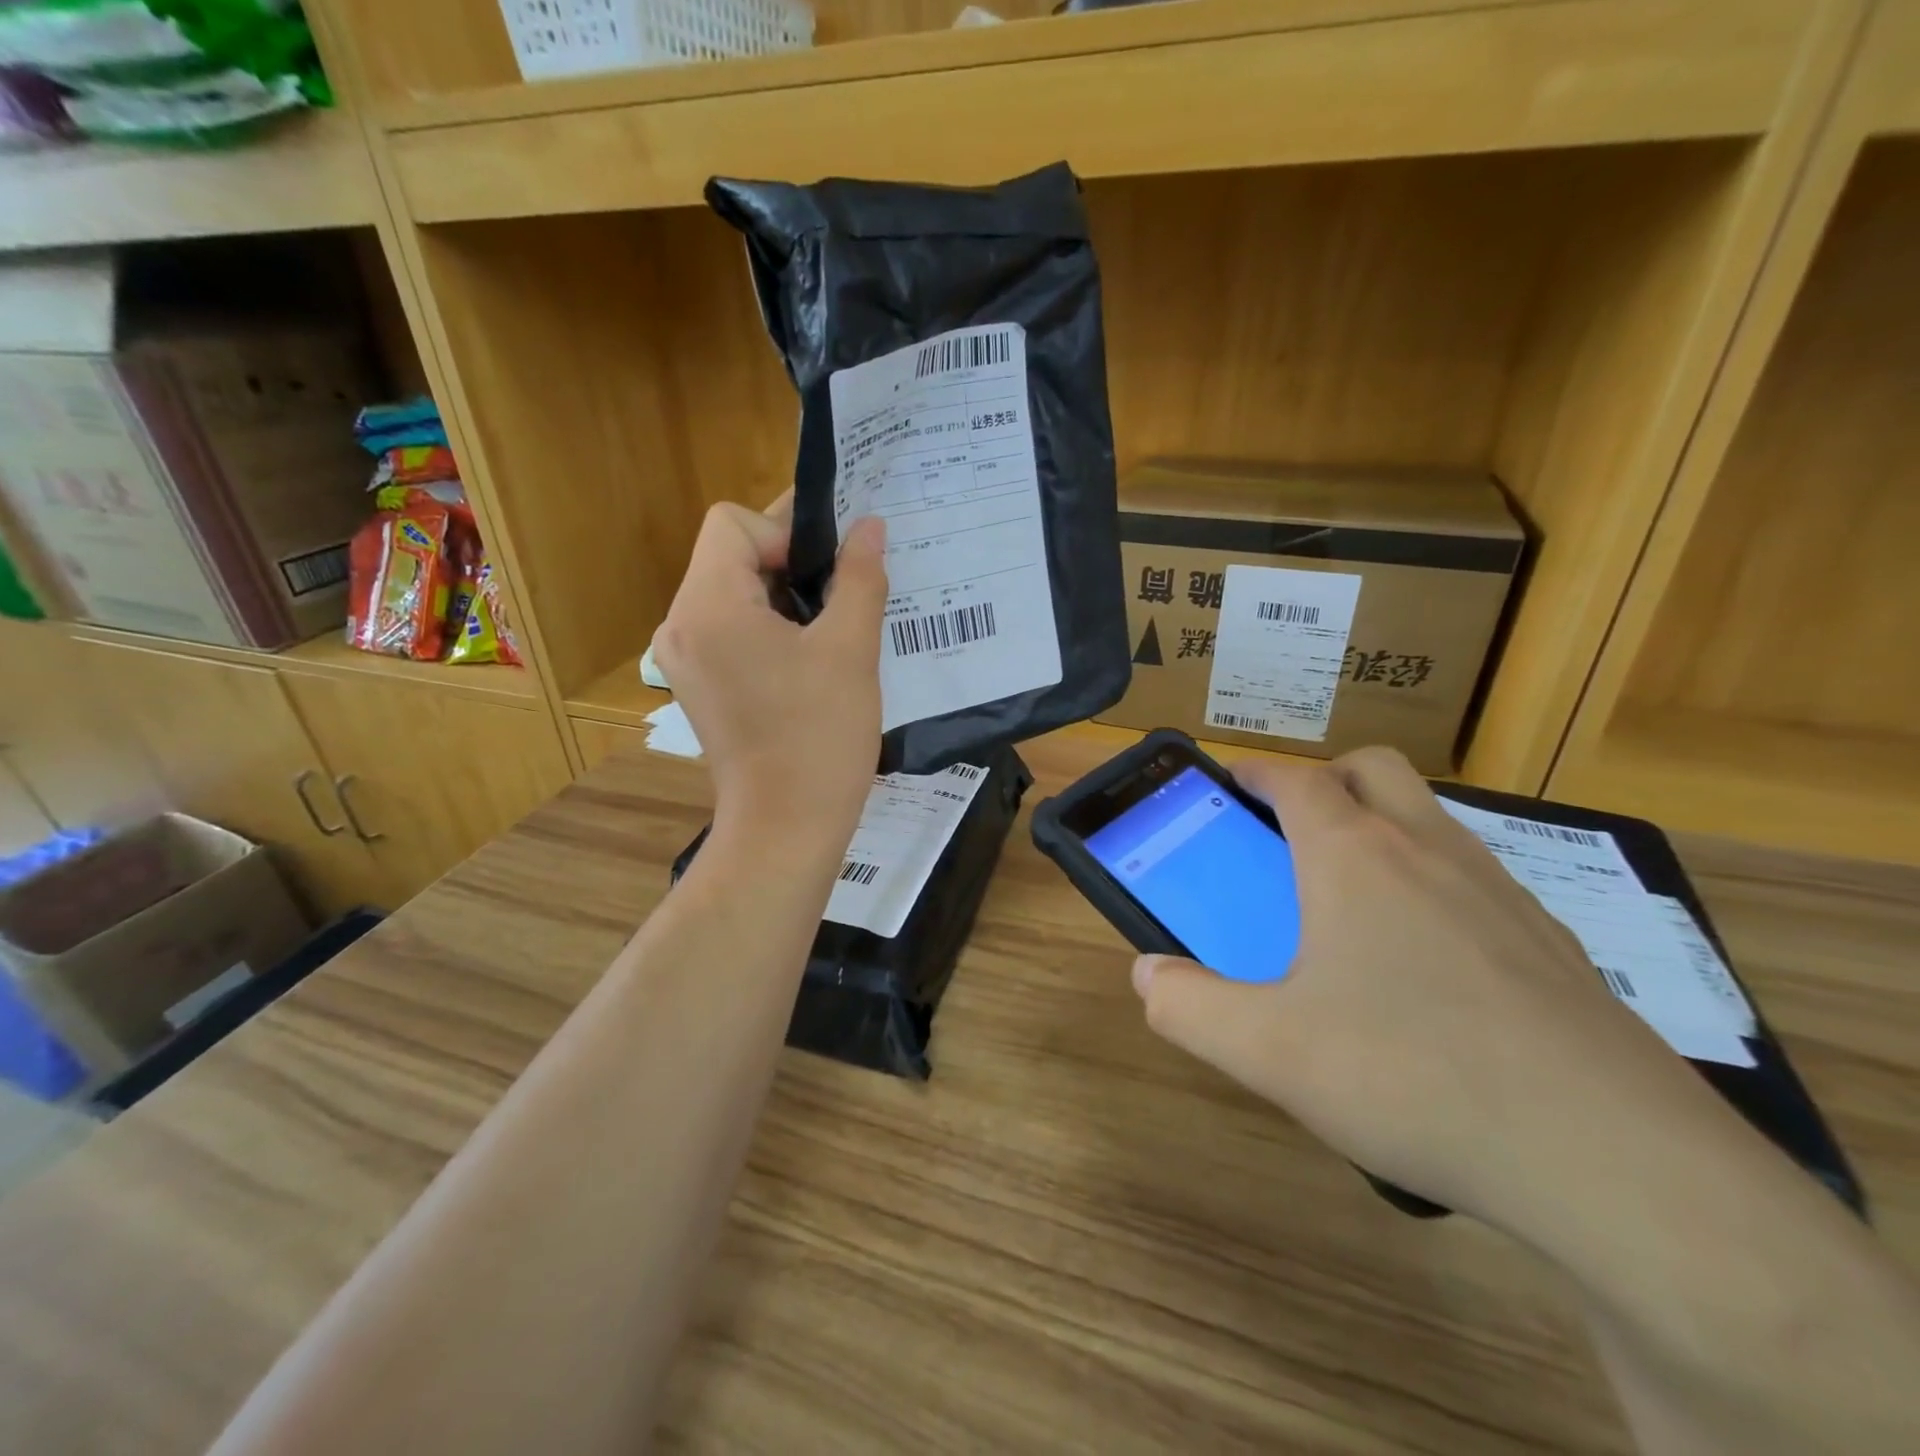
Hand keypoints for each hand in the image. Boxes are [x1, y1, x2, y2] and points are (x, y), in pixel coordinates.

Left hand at [653, 496, 887, 844]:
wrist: (787, 828)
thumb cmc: (819, 737)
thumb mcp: (851, 650)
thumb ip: (859, 577)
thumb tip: (870, 526)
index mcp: (707, 606)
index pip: (733, 523)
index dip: (786, 532)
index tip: (830, 574)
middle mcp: (680, 625)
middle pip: (731, 556)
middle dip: (790, 563)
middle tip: (845, 594)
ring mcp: (685, 659)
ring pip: (733, 594)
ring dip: (784, 598)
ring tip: (834, 628)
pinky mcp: (699, 686)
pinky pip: (731, 631)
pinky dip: (769, 628)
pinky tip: (811, 659)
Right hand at [1131, 747, 1722, 1228]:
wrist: (1616, 1162)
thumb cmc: (1413, 1076)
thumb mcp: (1269, 1052)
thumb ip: (1189, 1007)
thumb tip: (1146, 975)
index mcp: (1355, 857)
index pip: (1297, 780)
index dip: (1257, 772)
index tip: (1232, 782)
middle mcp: (1429, 851)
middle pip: (1374, 769)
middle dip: (1325, 779)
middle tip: (1292, 830)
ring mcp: (1501, 891)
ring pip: (1431, 818)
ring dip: (1383, 826)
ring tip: (1352, 900)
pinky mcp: (1554, 942)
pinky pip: (1477, 878)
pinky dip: (1436, 884)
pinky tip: (1428, 968)